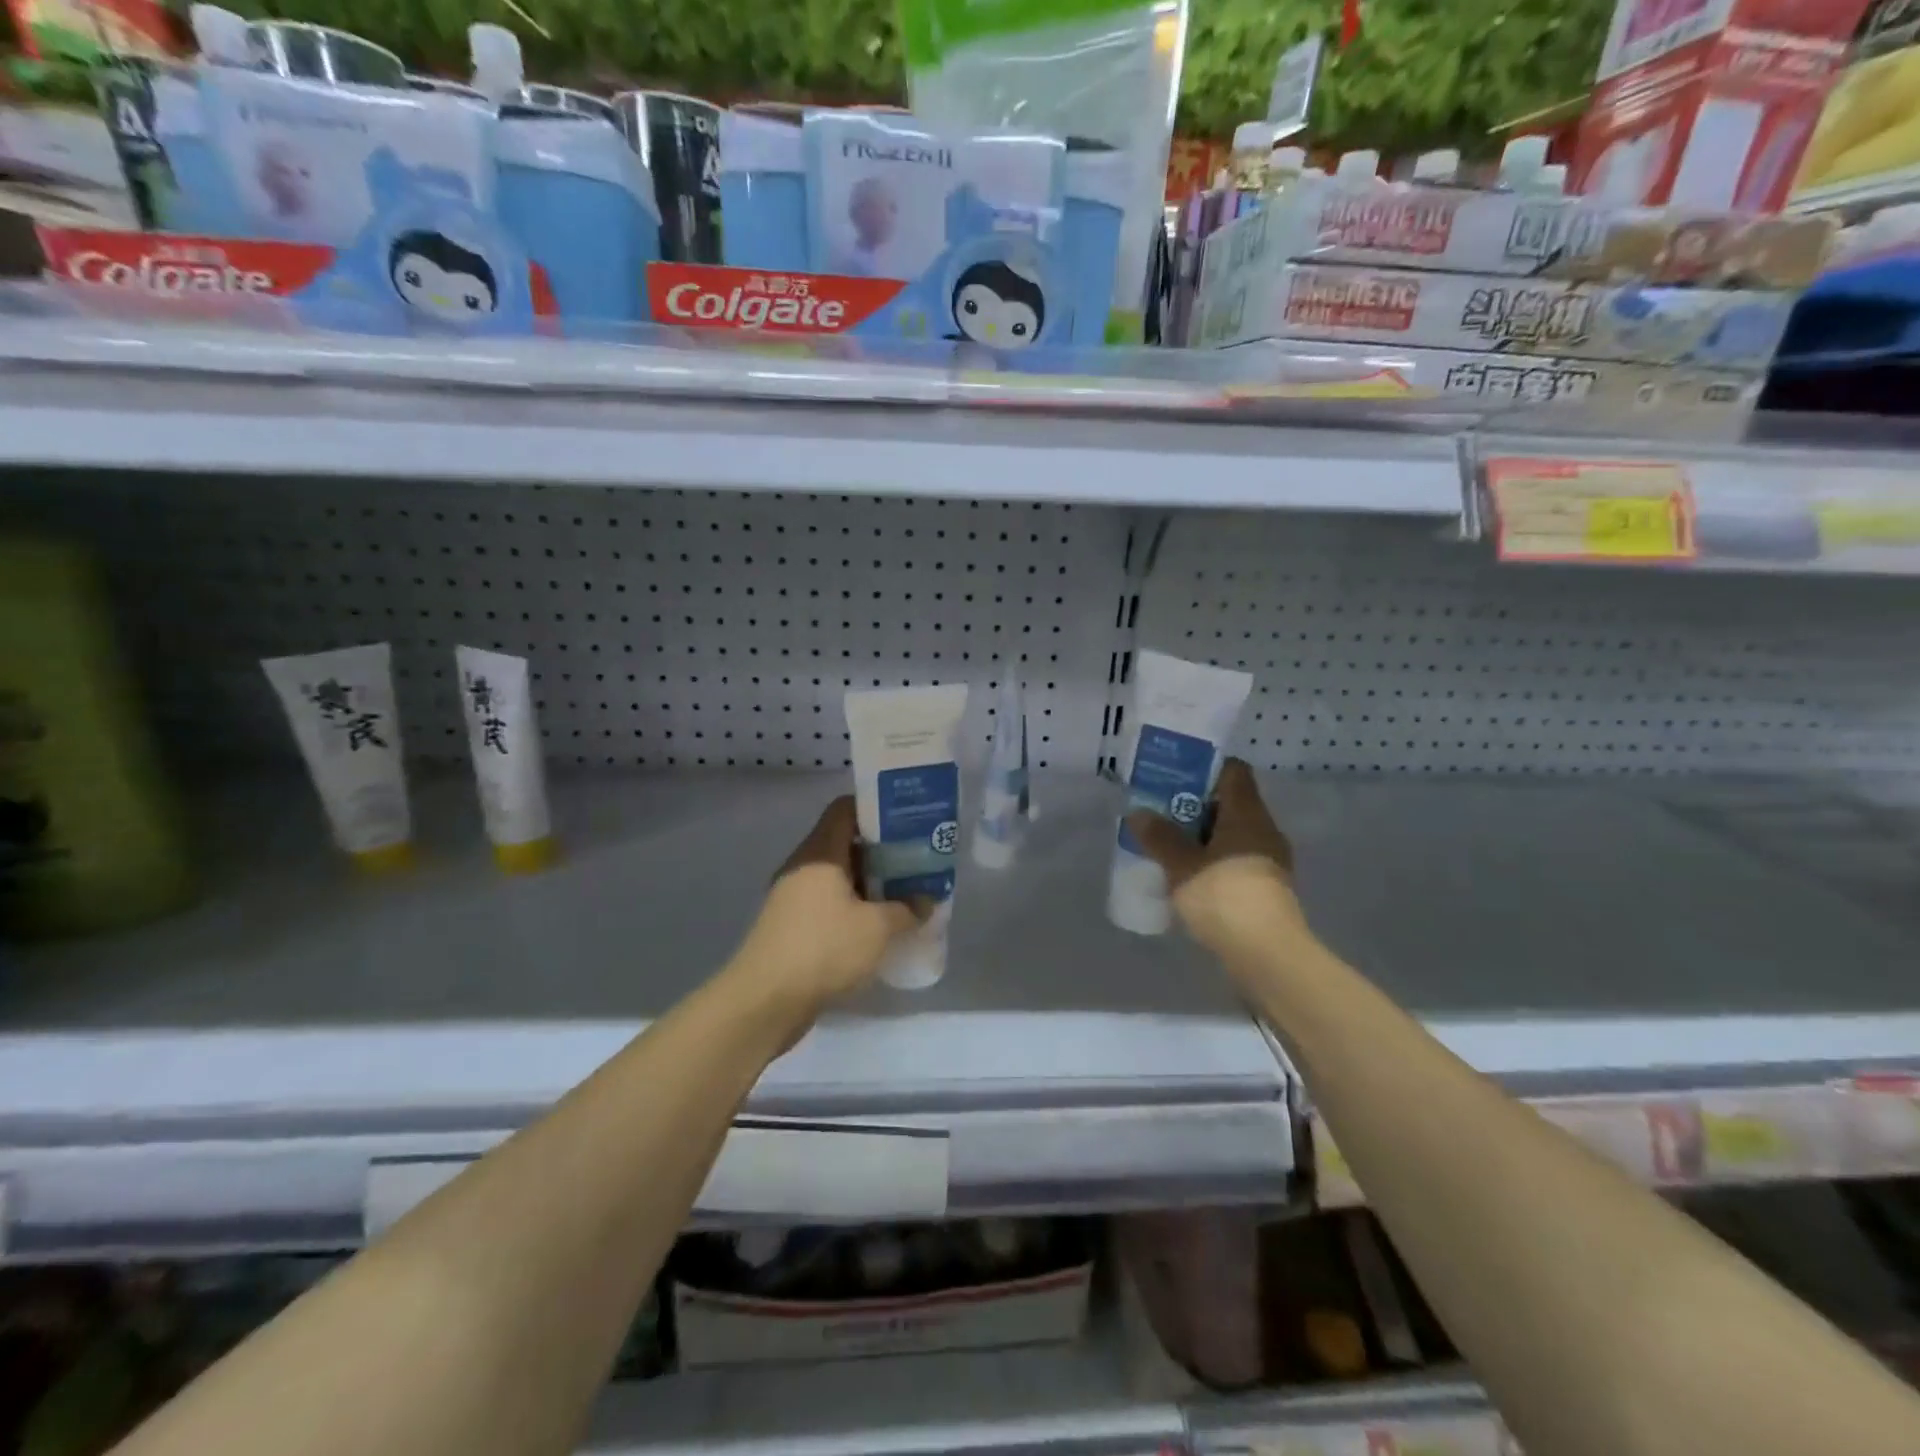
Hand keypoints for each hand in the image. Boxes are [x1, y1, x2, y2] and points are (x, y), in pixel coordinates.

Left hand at [731, 796, 919, 1016]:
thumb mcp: (878, 928)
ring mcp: (793, 897)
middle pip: (845, 843)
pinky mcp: (791, 926)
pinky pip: (829, 904)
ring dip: (870, 883)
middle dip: (882, 850)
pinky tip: (878, 926)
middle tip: (916, 859)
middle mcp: (803, 866)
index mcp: (820, 852)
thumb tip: (927, 900)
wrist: (765, 1002)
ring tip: (904, 893)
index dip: (875, 808)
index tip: (907, 818)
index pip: (845, 809)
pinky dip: (854, 908)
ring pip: (838, 877)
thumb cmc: (824, 949)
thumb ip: (907, 909)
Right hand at [1124, 758, 1309, 960]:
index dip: (1204, 768)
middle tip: (1158, 810)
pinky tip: (1186, 876)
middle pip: (1229, 803)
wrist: (1267, 956)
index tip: (1173, 774)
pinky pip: (1233, 861)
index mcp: (1247, 814)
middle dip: (1193, 805)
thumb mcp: (1181, 865)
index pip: (1233, 771)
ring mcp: (1267, 861)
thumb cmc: (1224, 897)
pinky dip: (1210, 861)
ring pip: (1230, 835)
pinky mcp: (1264, 889)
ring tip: (1165, 843)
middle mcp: (1263, 830)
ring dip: (1200, 836)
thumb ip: (1160, 837)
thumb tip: (1139, 813)